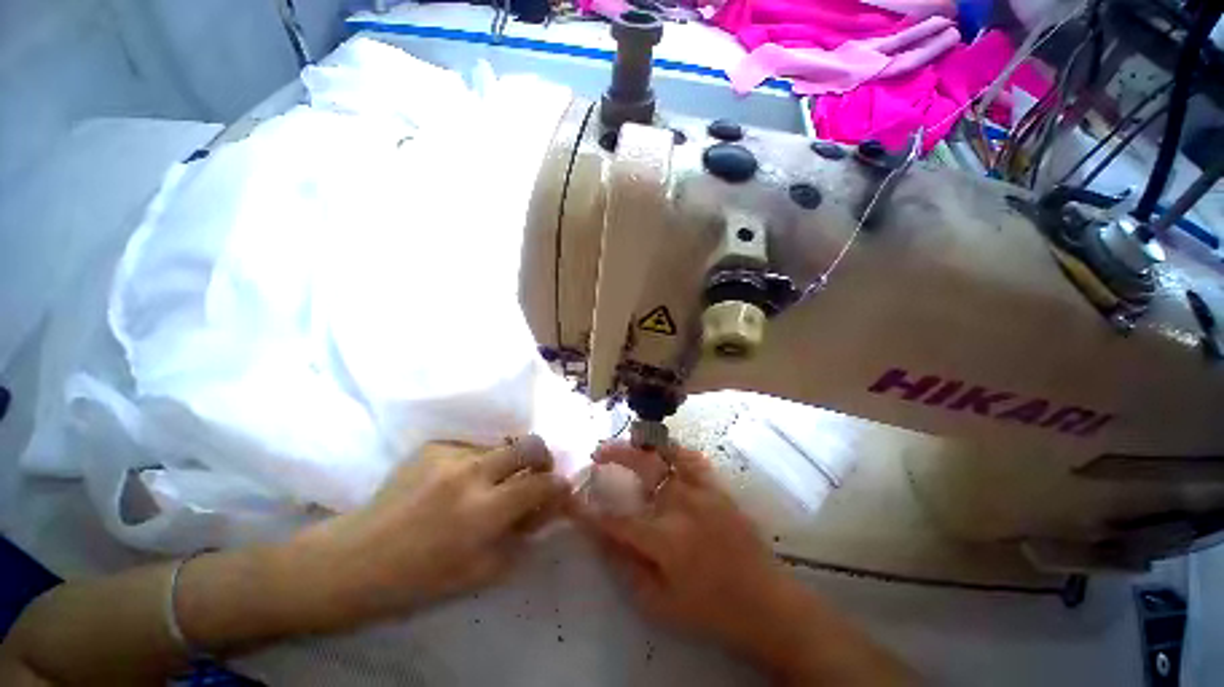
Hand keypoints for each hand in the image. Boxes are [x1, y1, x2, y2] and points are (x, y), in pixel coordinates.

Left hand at [303, 435, 568, 626]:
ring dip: (505, 463)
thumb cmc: (419, 578)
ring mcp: (450, 455)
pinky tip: (455, 483)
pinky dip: (476, 463)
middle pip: (529, 445)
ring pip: (500, 445)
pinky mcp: (433, 446)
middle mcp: (472, 473)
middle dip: (542, 457)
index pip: (541, 484)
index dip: (558, 486)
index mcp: (484, 511)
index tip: (560, 489)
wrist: (355, 559)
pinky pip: (471, 448)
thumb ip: (521, 536)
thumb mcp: (481, 572)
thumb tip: (544, 508)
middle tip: (535, 473)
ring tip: (487, 484)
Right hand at [578, 443, 794, 654]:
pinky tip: (665, 450)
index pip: (616, 519)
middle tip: (598, 453)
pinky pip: (693, 459)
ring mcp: (702, 491)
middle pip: (641, 466)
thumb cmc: (710, 609)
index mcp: (664, 538)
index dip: (590, 510)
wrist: (766, 603)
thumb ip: (626, 568)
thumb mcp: (660, 604)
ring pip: (667, 454)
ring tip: (628, 442)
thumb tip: (601, 538)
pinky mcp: (718, 488)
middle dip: (614, 455)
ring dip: (642, 445)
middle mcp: (681, 504)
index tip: (573, 501)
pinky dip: (675, 449)